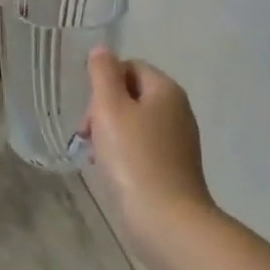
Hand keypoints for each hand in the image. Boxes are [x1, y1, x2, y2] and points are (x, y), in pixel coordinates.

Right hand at [86, 48, 213, 232]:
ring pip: (137, 122)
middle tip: (88, 135)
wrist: (166, 218)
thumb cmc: (134, 158)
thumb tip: (102, 50)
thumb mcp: (110, 108)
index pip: (130, 66)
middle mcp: (179, 110)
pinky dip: (125, 153)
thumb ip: (103, 75)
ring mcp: (180, 140)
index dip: (104, 83)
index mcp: (166, 90)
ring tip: (97, 156)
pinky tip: (113, 171)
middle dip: (105, 109)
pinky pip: (144, 147)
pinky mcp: (176, 167)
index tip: (89, 111)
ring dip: (112, 133)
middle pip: (133, 94)